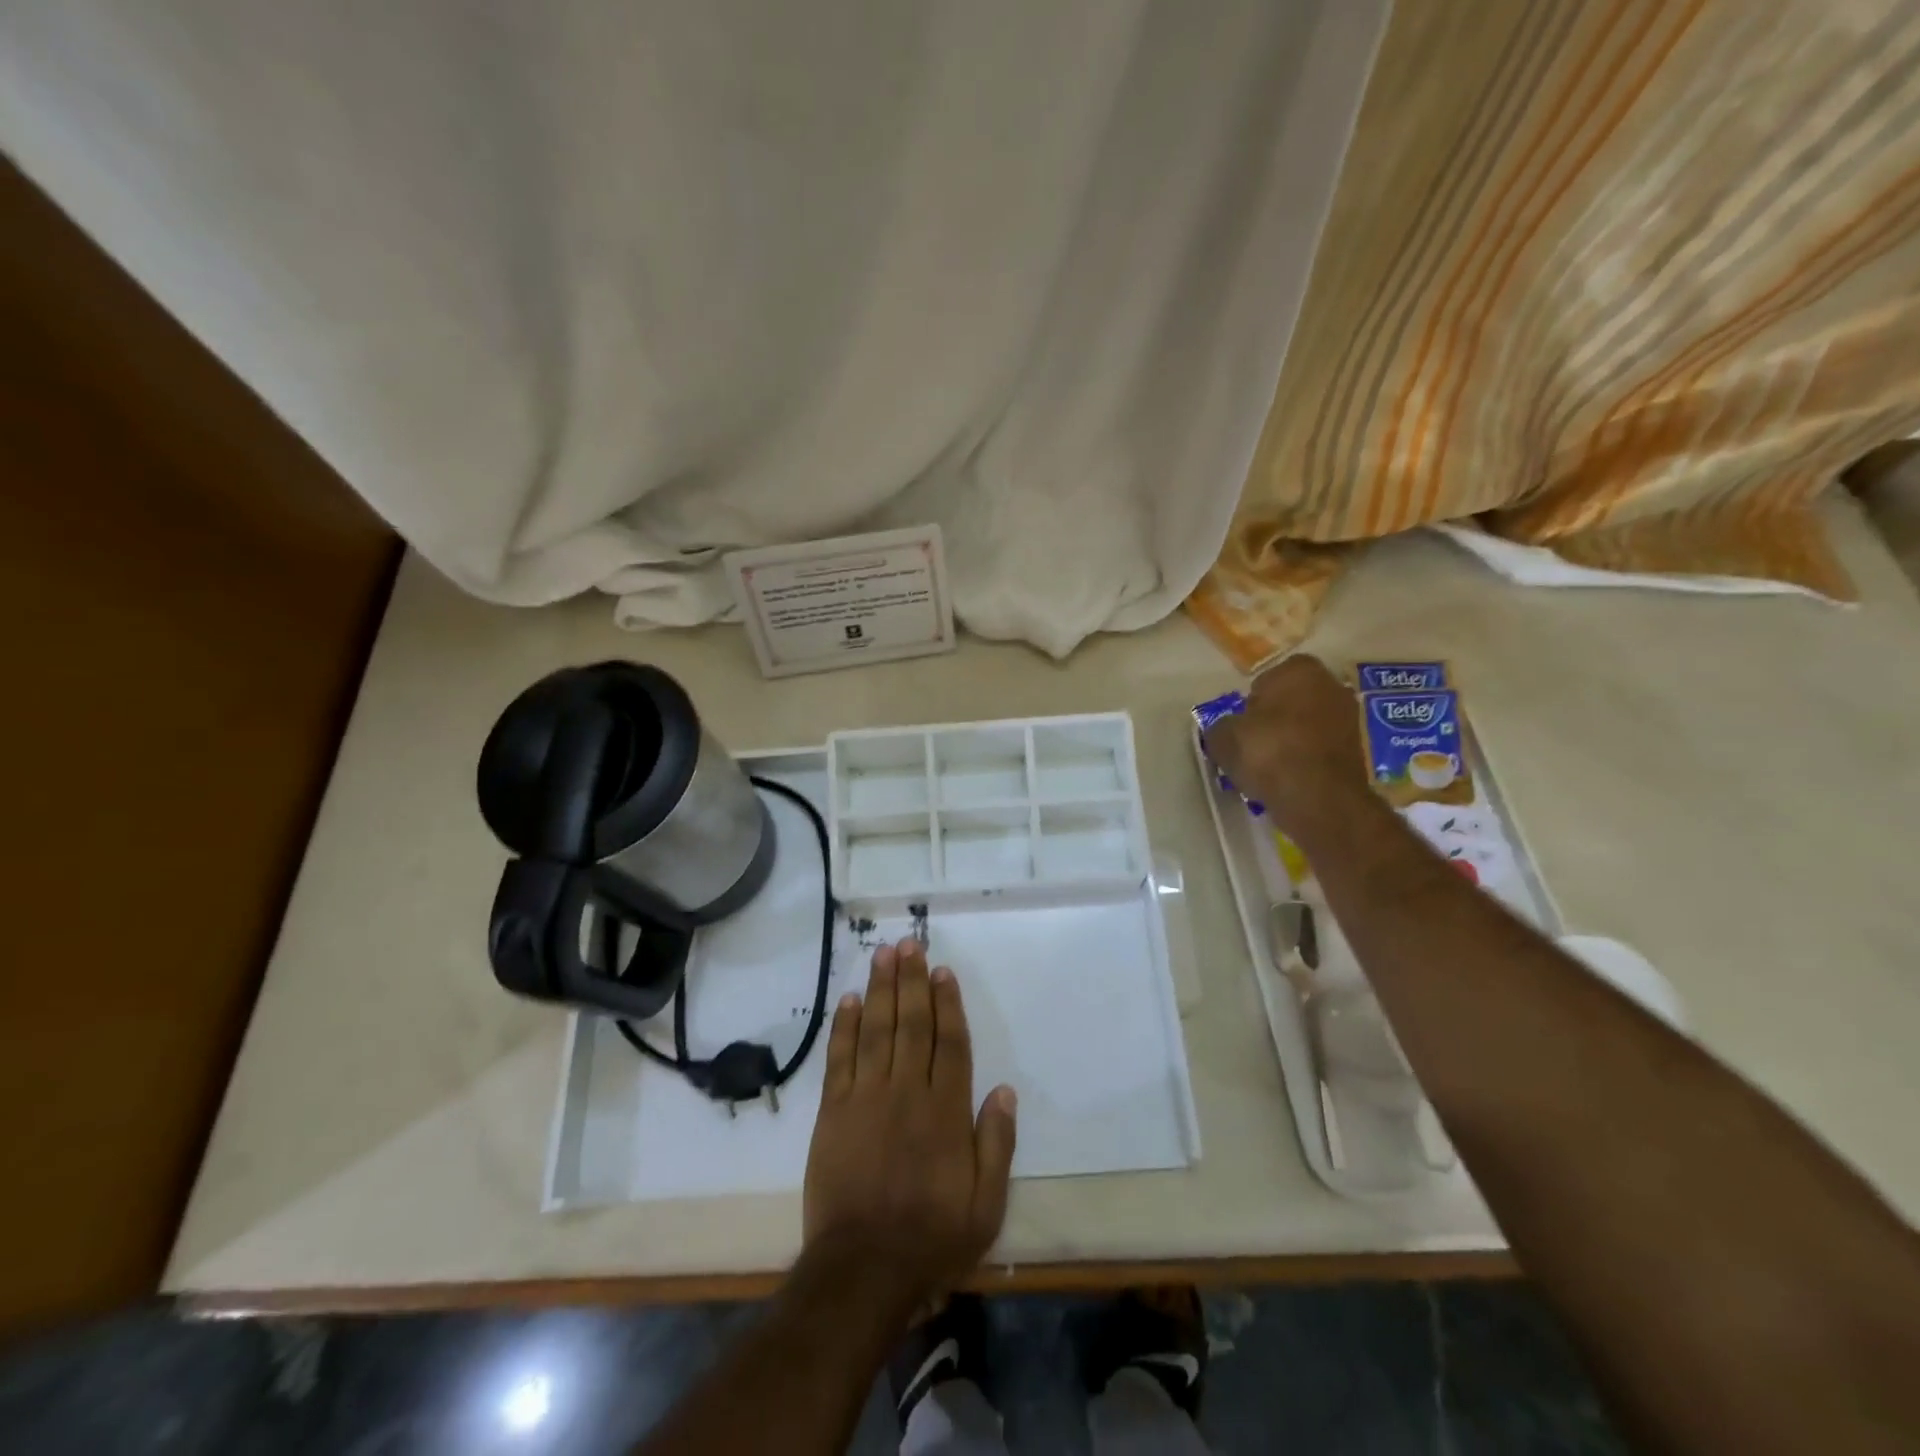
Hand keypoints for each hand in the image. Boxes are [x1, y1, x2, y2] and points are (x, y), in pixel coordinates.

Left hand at [802, 939, 1016, 1307]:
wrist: (863, 1270)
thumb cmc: (931, 1238)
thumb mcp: (985, 1205)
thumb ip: (997, 1145)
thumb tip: (1005, 1091)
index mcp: (946, 1111)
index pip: (950, 1043)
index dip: (947, 1004)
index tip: (942, 971)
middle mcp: (907, 1092)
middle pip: (912, 1024)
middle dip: (912, 980)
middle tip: (910, 943)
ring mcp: (867, 1098)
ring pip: (877, 1030)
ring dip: (881, 989)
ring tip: (884, 953)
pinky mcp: (833, 1111)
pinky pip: (840, 1059)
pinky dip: (845, 1027)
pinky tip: (850, 999)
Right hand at [1204, 653, 1377, 851]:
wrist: (1317, 798)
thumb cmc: (1268, 752)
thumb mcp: (1222, 737)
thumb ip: (1220, 726)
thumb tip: (1225, 730)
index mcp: (1299, 669)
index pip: (1265, 680)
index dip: (1249, 705)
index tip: (1240, 727)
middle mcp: (1331, 685)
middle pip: (1290, 702)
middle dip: (1273, 720)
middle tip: (1252, 745)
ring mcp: (1349, 718)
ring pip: (1305, 726)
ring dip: (1289, 741)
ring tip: (1267, 767)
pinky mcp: (1357, 751)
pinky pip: (1317, 750)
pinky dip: (1304, 760)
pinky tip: (1287, 779)